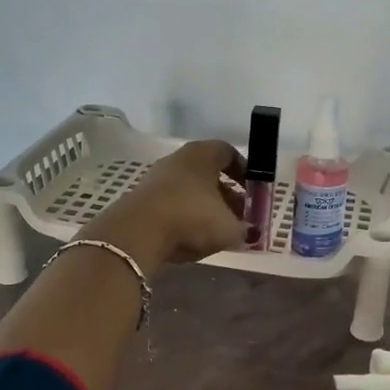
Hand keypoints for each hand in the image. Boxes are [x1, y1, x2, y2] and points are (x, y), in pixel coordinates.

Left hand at [90, 139, 245, 269]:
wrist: (136, 233)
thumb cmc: (191, 217)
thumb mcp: (229, 229)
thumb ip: (244, 229)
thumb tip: (248, 232)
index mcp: (202, 155)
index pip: (228, 152)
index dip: (244, 170)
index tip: (253, 190)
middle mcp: (178, 160)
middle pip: (208, 173)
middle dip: (226, 194)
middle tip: (238, 215)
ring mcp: (156, 179)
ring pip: (189, 190)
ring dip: (204, 207)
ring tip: (216, 231)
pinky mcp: (141, 200)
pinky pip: (171, 205)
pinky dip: (184, 218)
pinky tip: (191, 237)